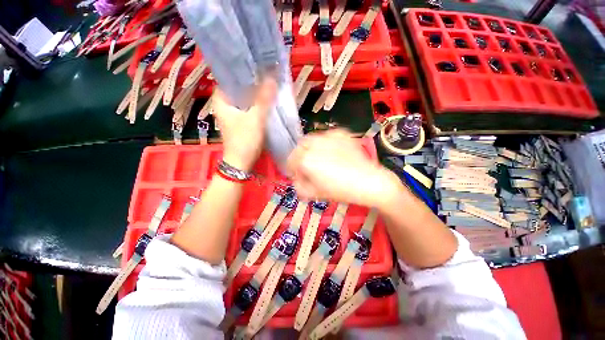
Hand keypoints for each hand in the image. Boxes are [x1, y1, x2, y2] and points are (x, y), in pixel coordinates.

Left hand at [213, 78, 276, 171]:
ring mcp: (233, 112)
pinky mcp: (241, 120)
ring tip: (269, 82)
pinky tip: (267, 99)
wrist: (242, 163)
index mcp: (221, 100)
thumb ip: (263, 99)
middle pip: (239, 87)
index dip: (243, 70)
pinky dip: (257, 103)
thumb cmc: (244, 140)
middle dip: (252, 82)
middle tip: (266, 72)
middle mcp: (224, 104)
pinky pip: (249, 107)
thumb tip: (272, 77)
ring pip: (245, 97)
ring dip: (256, 93)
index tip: (257, 64)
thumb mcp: (255, 119)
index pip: (230, 77)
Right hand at [287, 129, 402, 207]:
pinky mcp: (340, 133)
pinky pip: (327, 136)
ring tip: (321, 158)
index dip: (294, 170)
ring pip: (312, 139)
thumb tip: (297, 180)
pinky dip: (325, 143)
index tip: (300, 175)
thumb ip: (299, 187)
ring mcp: (328, 136)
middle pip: (300, 147)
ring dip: (312, 148)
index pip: (291, 161)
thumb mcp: (315, 193)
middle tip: (309, 166)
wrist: (369, 181)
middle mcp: (314, 144)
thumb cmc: (341, 190)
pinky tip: (333, 152)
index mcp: (305, 159)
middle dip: (301, 156)